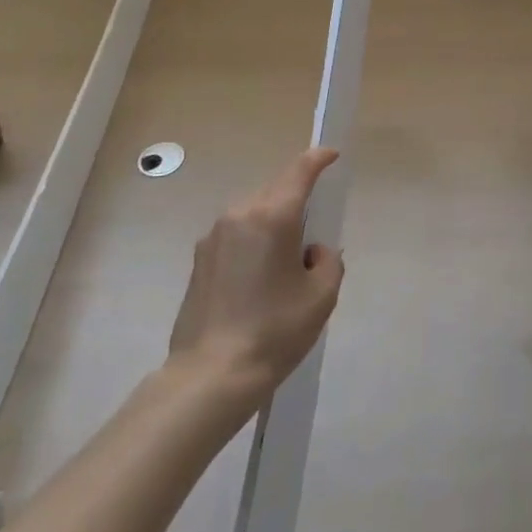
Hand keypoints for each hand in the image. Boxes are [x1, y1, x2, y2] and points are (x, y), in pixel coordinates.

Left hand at [168, 147, 345, 396]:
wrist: (211, 375)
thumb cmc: (274, 331)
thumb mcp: (321, 296)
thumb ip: (327, 260)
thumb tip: (311, 252)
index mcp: (272, 217)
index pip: (299, 172)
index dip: (318, 159)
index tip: (332, 156)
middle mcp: (239, 215)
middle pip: (275, 190)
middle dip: (297, 197)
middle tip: (314, 227)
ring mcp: (213, 236)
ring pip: (253, 211)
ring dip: (273, 220)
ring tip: (286, 259)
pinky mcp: (199, 259)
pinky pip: (236, 234)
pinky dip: (253, 240)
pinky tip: (259, 276)